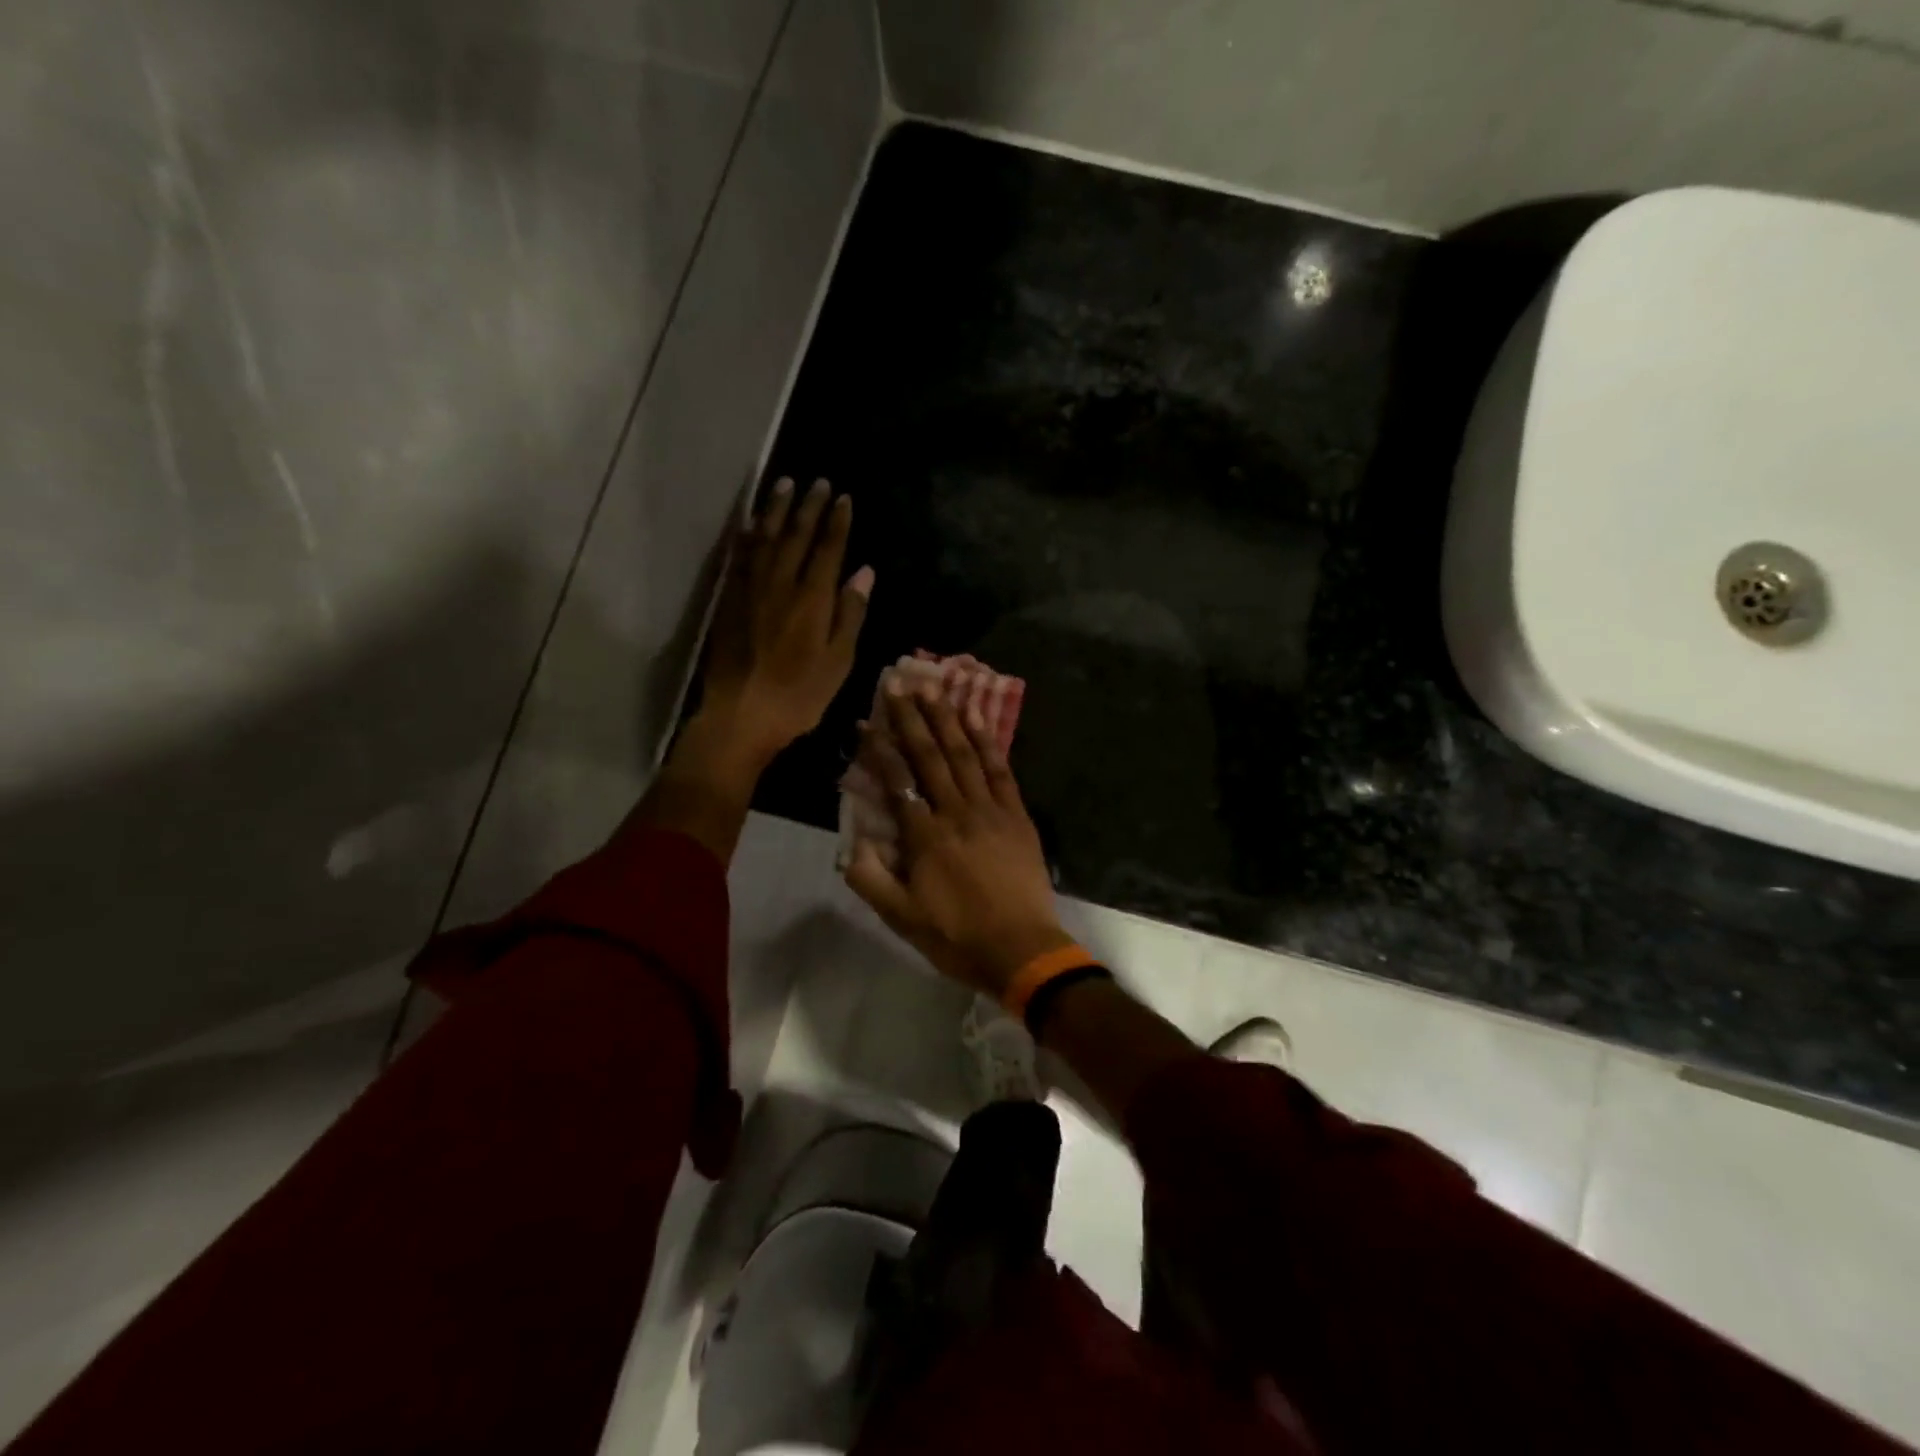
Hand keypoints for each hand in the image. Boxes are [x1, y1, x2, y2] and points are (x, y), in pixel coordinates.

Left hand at [698, 477, 873, 777]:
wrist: (741, 715)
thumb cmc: (800, 696)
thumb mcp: (839, 661)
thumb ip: (850, 613)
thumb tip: (864, 572)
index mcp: (812, 600)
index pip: (828, 549)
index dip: (837, 522)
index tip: (843, 498)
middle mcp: (780, 585)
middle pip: (795, 536)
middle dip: (808, 507)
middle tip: (818, 482)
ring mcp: (750, 591)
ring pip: (764, 539)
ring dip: (775, 510)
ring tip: (784, 485)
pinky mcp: (729, 602)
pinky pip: (738, 558)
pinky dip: (745, 536)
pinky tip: (749, 524)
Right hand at [843, 682, 1071, 999]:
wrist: (1022, 949)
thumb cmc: (957, 937)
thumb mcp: (901, 919)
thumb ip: (870, 879)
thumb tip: (850, 842)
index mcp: (925, 837)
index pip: (897, 781)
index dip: (878, 749)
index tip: (864, 721)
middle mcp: (956, 812)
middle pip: (930, 756)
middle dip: (911, 718)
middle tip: (898, 684)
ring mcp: (991, 810)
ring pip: (965, 755)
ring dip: (947, 719)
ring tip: (933, 688)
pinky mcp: (1017, 815)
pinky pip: (1001, 770)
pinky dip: (988, 742)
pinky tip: (977, 719)